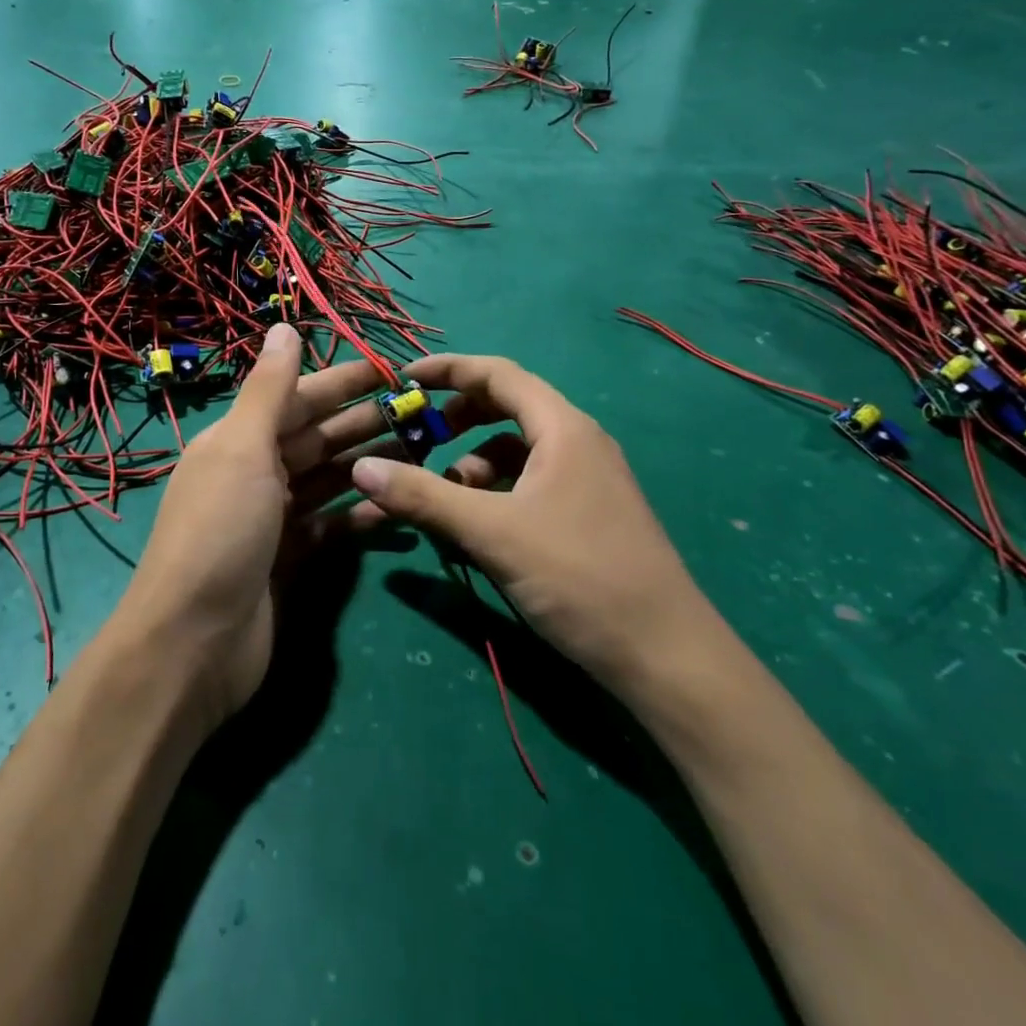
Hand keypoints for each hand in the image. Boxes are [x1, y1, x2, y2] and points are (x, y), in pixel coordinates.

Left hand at [110, 327, 388, 731]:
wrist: (194, 643)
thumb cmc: (220, 532)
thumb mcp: (242, 449)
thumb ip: (268, 390)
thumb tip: (282, 326)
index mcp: (238, 440)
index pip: (298, 399)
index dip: (343, 382)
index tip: (392, 370)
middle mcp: (254, 473)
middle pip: (317, 438)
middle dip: (364, 422)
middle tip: (422, 413)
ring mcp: (272, 519)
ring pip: (329, 479)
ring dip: (369, 463)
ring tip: (421, 452)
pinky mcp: (290, 561)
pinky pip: (331, 526)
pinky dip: (360, 515)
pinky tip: (394, 505)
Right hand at [346, 354, 708, 689]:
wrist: (665, 655)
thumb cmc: (579, 576)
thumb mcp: (492, 533)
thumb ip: (424, 496)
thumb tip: (360, 467)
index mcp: (562, 428)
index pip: (498, 373)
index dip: (448, 369)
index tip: (403, 379)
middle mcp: (577, 442)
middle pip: (507, 407)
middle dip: (457, 418)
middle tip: (416, 438)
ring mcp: (586, 479)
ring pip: (517, 450)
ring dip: (474, 461)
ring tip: (443, 496)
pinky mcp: (587, 513)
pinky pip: (530, 482)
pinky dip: (495, 491)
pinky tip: (476, 525)